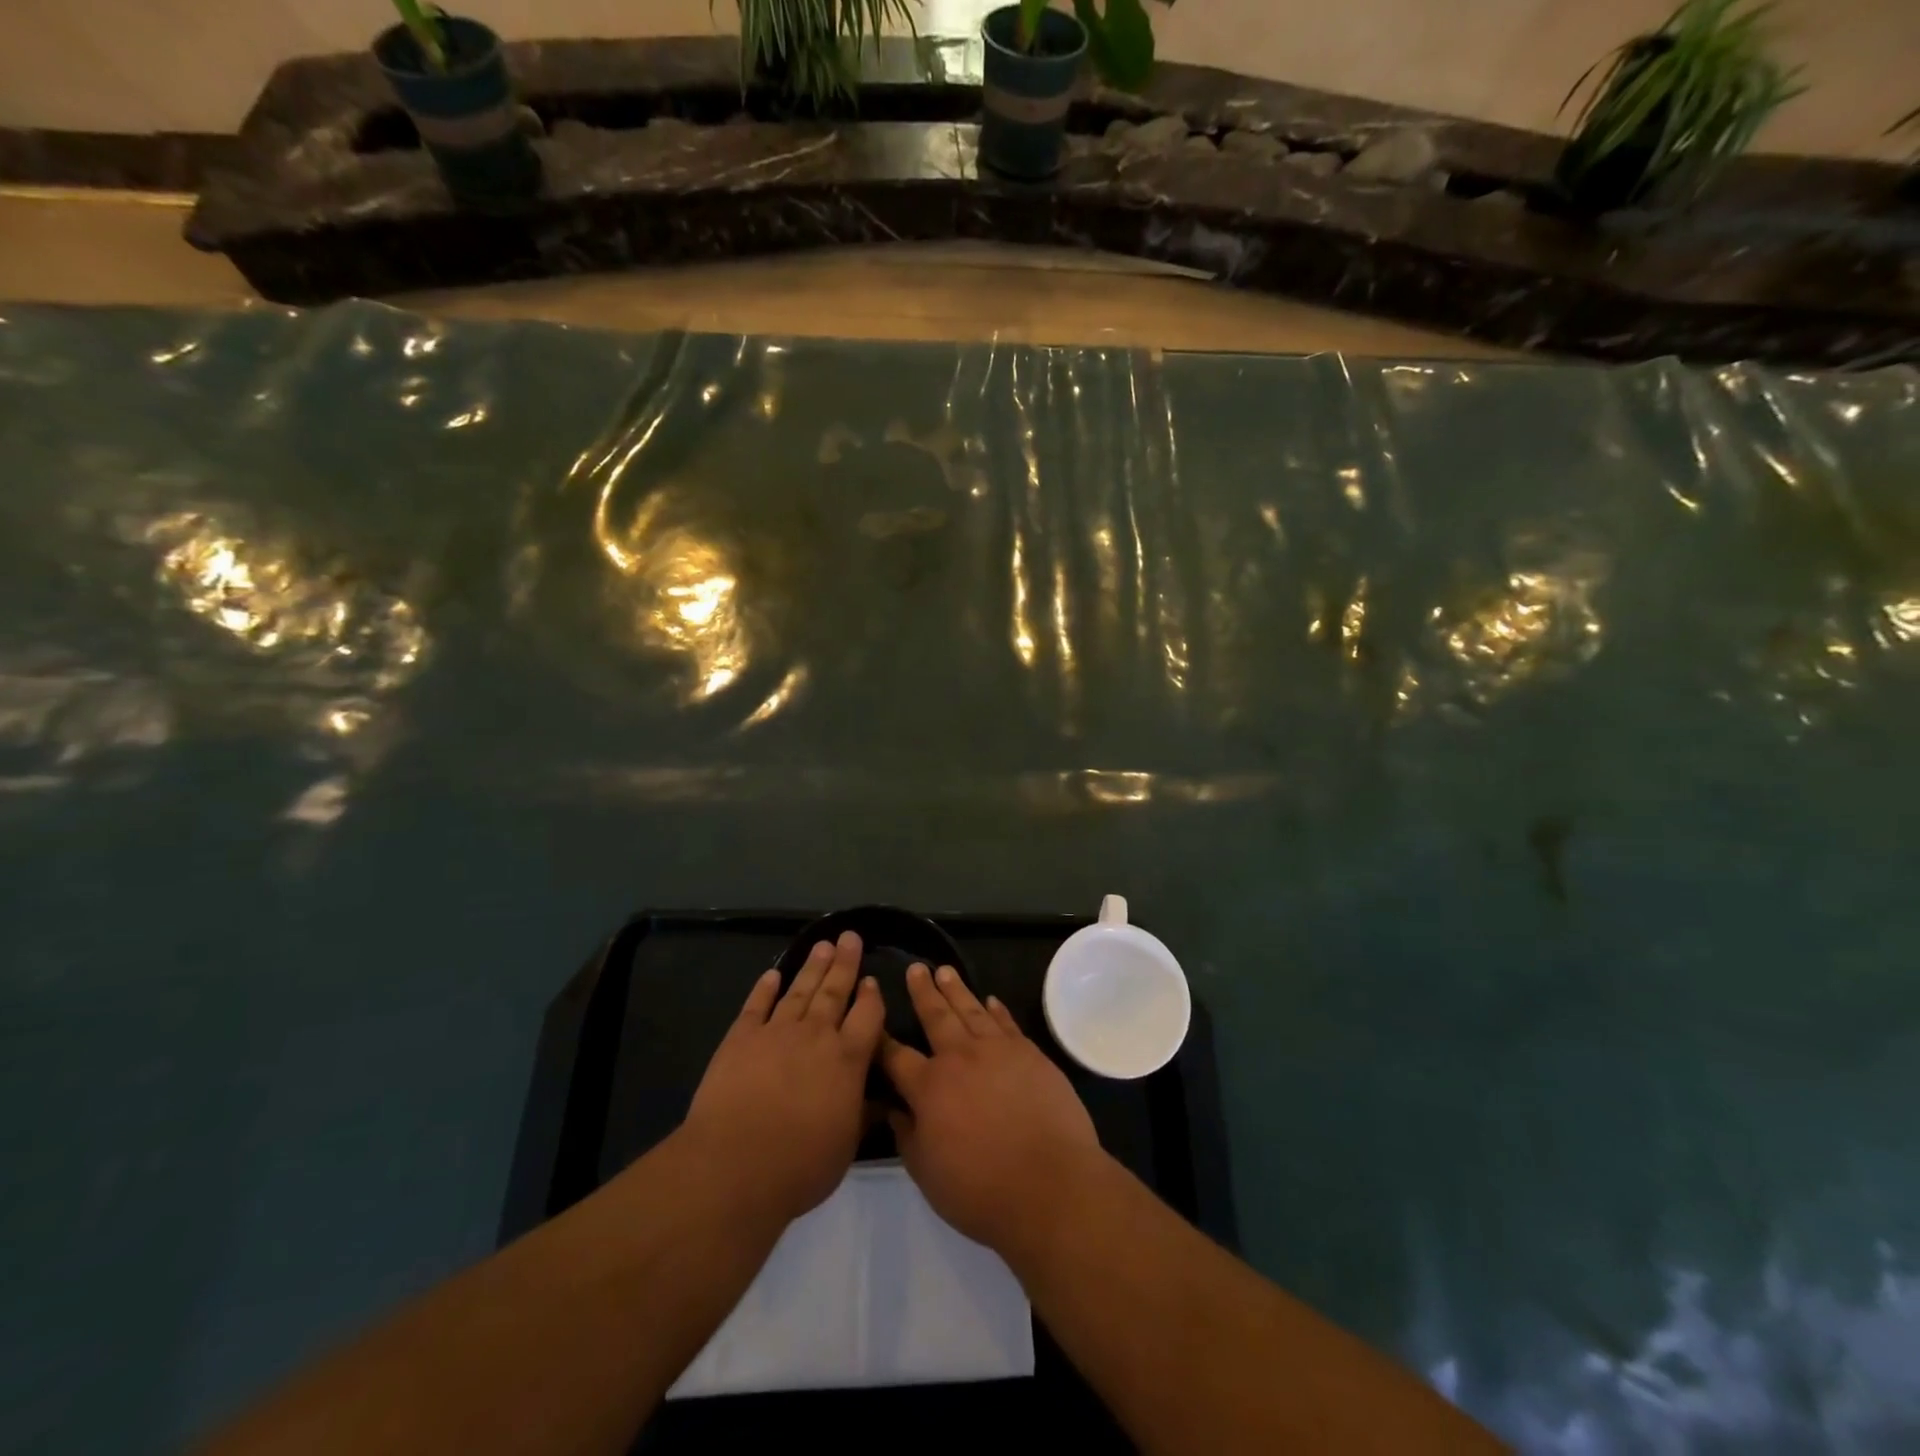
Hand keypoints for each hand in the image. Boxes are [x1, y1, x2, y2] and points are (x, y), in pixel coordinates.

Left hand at [681, 931, 884, 1224]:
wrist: (735, 1166)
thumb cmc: (800, 1165)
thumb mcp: (845, 1146)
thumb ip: (862, 1115)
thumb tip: (881, 1100)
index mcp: (848, 1059)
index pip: (867, 1016)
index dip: (871, 996)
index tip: (871, 979)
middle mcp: (816, 1036)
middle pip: (835, 991)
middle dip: (845, 963)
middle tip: (850, 937)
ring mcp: (776, 1032)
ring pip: (800, 990)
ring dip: (813, 967)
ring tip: (823, 945)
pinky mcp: (741, 1038)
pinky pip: (756, 1006)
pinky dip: (765, 988)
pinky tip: (773, 974)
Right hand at [880, 962, 1100, 1255]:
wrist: (1049, 1184)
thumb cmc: (981, 1189)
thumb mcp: (928, 1174)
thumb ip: (907, 1137)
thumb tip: (894, 1110)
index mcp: (929, 1087)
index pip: (896, 1056)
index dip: (882, 1039)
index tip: (873, 1019)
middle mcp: (960, 1058)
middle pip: (936, 1016)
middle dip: (923, 992)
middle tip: (916, 968)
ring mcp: (997, 1050)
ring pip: (971, 1010)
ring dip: (957, 989)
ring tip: (945, 970)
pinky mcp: (1029, 1053)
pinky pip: (1007, 1023)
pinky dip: (997, 1009)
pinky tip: (991, 1000)